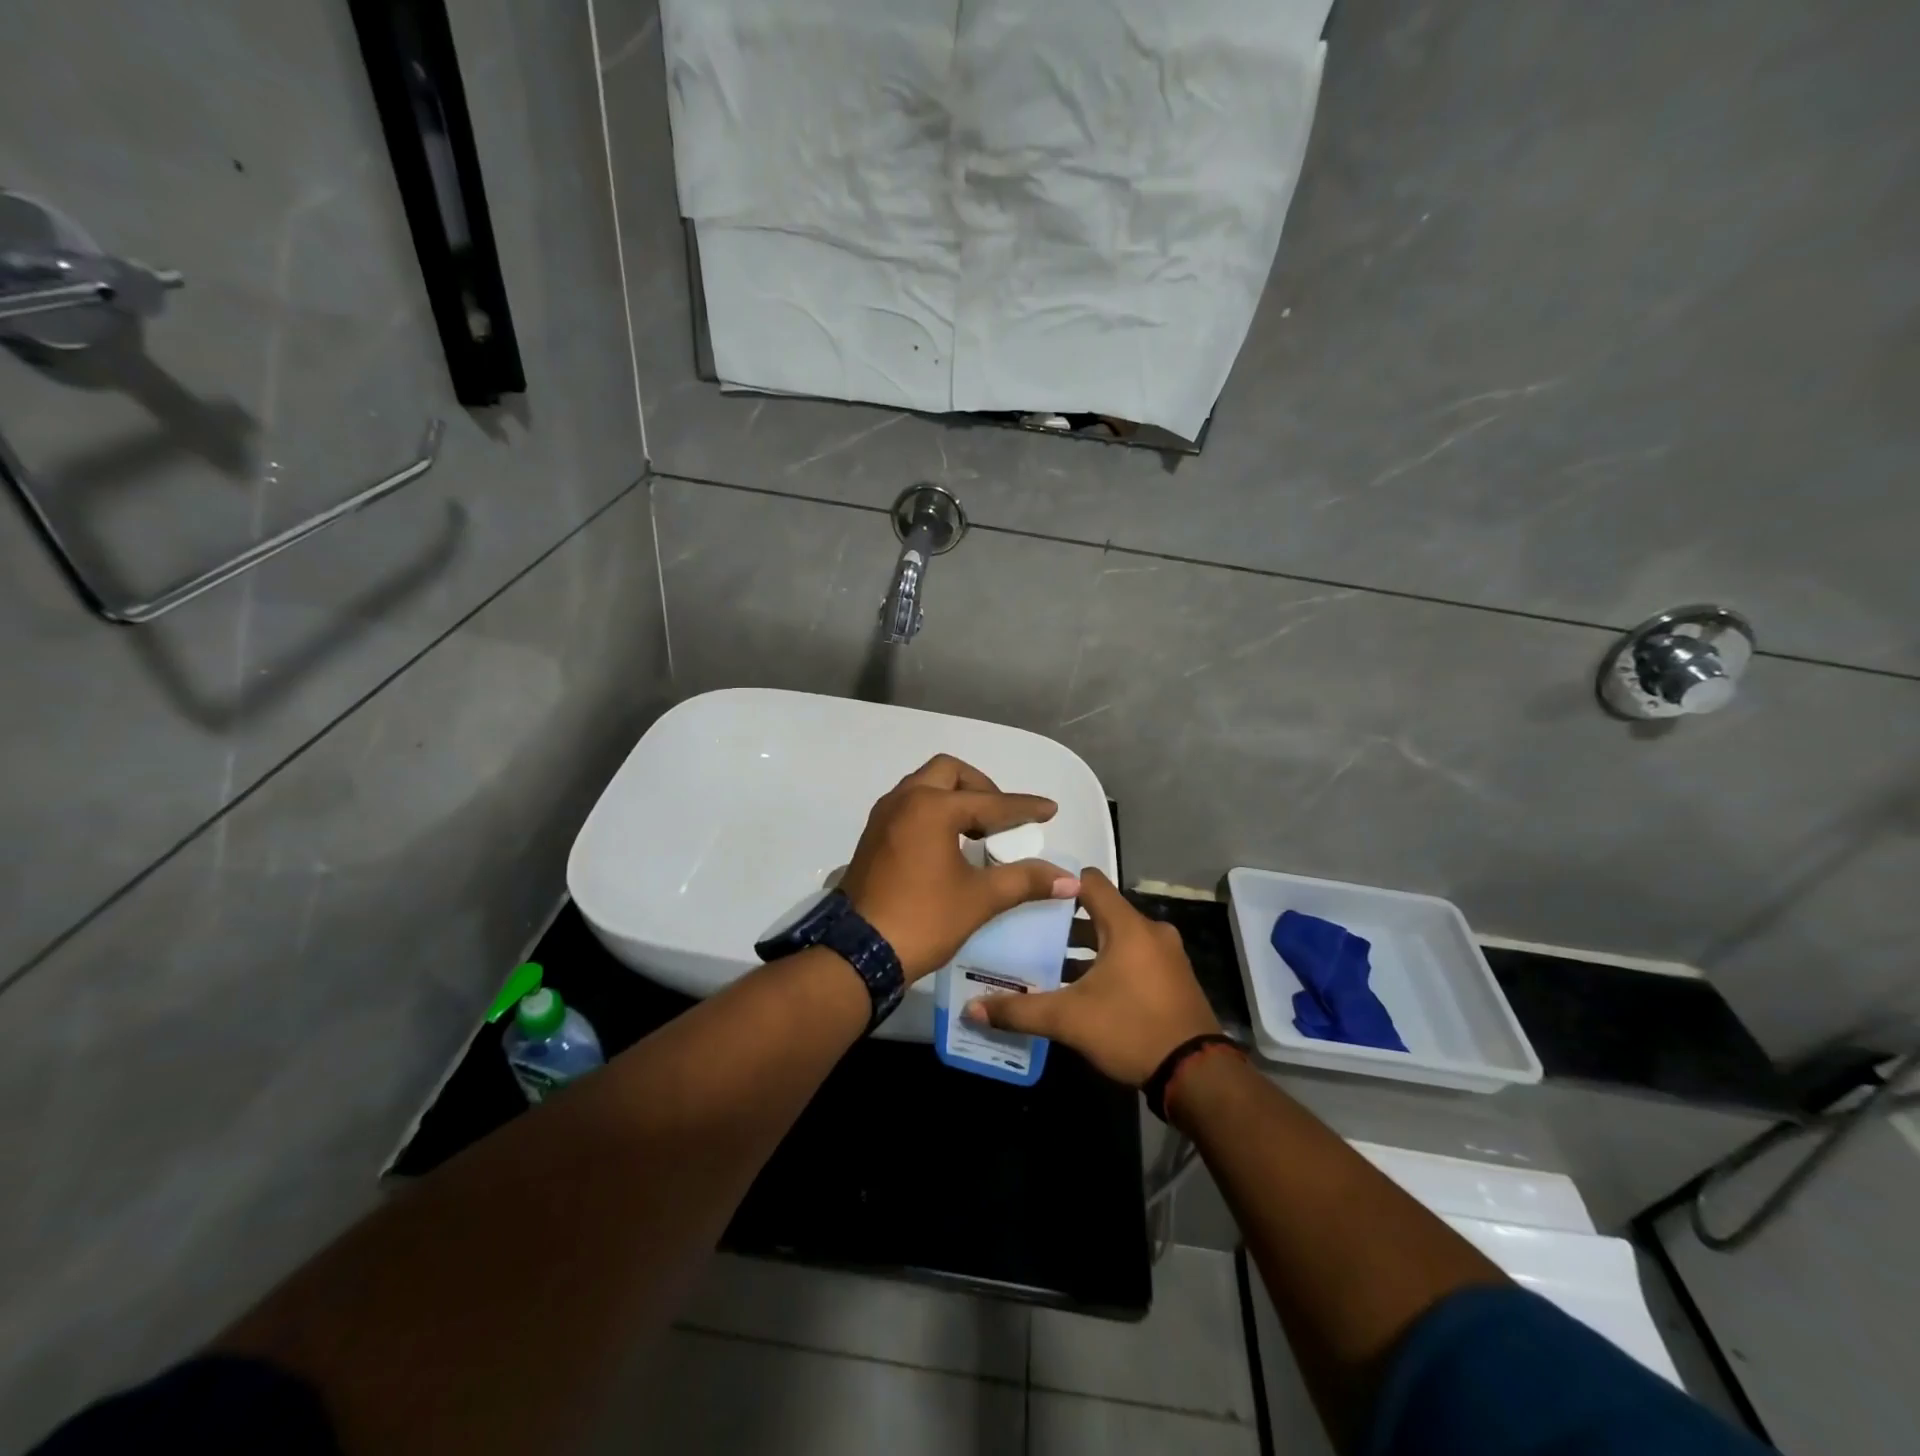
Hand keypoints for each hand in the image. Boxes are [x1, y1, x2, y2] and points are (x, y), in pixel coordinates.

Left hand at [840, 754, 1079, 980]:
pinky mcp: (872, 835)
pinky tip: (948, 842)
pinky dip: (933, 811)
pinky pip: (909, 805)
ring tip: (978, 829)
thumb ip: (1025, 880)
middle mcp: (905, 800)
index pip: (990, 802)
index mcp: (932, 808)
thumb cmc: (924, 919)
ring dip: (954, 797)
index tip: (1049, 810)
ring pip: (924, 786)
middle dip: (981, 787)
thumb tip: (1069, 880)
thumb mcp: (980, 899)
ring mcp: (883, 816)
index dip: (1023, 807)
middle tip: (1001, 817)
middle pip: (949, 772)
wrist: (859, 953)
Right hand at [966, 868, 1220, 1085]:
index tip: (1029, 895)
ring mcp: (1166, 955)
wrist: (1197, 1074)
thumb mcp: (1070, 1020)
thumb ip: (1020, 1010)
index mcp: (1127, 926)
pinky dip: (1108, 963)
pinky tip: (1083, 989)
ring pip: (1116, 937)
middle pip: (1100, 911)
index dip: (1059, 883)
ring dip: (1086, 947)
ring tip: (1050, 964)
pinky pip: (1133, 956)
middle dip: (1065, 922)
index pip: (1090, 881)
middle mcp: (1150, 931)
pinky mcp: (1172, 978)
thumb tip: (972, 1008)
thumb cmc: (1131, 1029)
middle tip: (1029, 933)